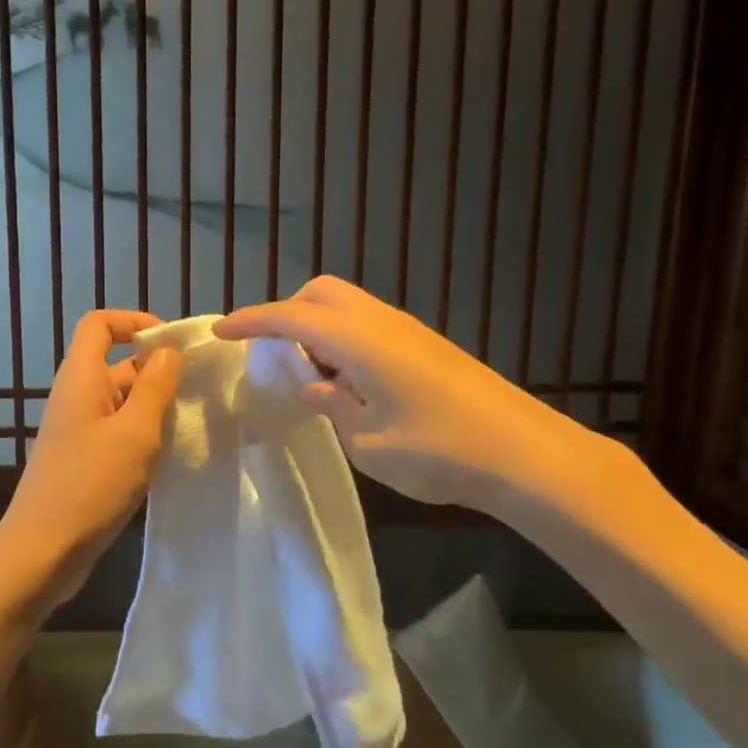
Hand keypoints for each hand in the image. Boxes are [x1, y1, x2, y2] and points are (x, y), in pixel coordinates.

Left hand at [0, 310, 183, 624]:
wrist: (42, 552)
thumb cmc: (90, 485)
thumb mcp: (135, 432)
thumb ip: (155, 387)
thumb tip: (168, 352)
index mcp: (80, 378)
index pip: (99, 324)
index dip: (134, 322)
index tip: (172, 345)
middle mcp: (76, 397)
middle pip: (116, 363)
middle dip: (157, 371)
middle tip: (199, 392)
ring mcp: (78, 431)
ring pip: (121, 402)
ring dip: (154, 407)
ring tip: (191, 425)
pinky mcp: (83, 460)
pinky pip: (117, 432)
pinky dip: (143, 435)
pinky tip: (169, 456)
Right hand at [216, 277, 597, 516]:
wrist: (527, 455)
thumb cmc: (440, 451)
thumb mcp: (368, 442)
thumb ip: (332, 406)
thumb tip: (314, 385)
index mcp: (359, 340)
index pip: (290, 317)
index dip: (250, 321)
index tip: (219, 331)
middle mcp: (381, 322)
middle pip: (321, 292)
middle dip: (287, 313)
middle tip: (275, 355)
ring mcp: (408, 331)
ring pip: (347, 306)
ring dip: (318, 328)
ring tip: (313, 377)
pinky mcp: (426, 346)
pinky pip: (368, 324)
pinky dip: (344, 340)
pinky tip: (351, 384)